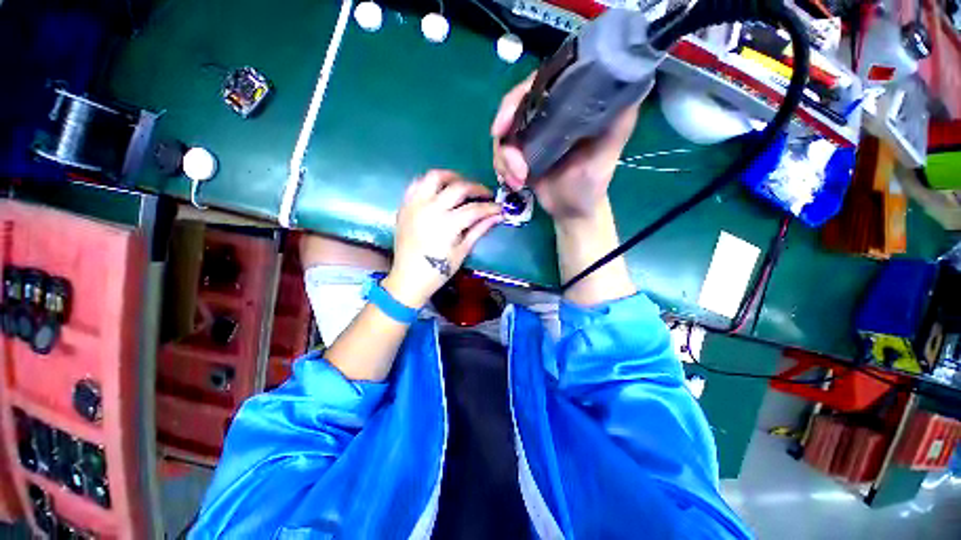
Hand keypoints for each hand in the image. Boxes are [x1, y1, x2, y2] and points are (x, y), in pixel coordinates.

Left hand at [382, 170, 502, 308]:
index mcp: (447, 224)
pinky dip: (430, 183)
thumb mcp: (462, 251)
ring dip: (452, 177)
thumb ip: (479, 230)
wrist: (408, 279)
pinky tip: (439, 190)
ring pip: (434, 176)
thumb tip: (497, 216)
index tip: (499, 208)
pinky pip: (417, 184)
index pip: (474, 209)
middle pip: (458, 187)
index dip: (490, 207)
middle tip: (485, 194)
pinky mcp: (404, 206)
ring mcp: (415, 205)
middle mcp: (430, 209)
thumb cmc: (438, 271)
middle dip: (476, 188)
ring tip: (462, 184)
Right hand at [491, 75, 646, 222]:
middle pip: (513, 108)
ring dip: (505, 161)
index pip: (539, 85)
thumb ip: (618, 119)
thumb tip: (633, 78)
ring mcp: (531, 136)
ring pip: (503, 136)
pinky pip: (500, 155)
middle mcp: (546, 116)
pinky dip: (502, 170)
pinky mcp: (520, 155)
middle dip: (505, 134)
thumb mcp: (609, 149)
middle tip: (511, 163)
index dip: (517, 98)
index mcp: (567, 107)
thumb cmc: (592, 182)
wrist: (572, 210)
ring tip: (518, 181)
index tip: (505, 124)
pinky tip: (514, 184)